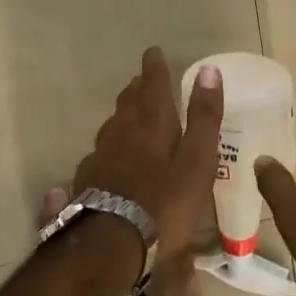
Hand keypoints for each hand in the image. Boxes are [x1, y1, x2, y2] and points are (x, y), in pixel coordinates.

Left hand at [72, 47, 222, 257]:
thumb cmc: (165, 203)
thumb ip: (203, 117)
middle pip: (128, 104)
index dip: (155, 68)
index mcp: (152, 125)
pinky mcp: (86, 183)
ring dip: (121, 115)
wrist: (111, 244)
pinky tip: (105, 157)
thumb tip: (209, 71)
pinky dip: (106, 148)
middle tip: (140, 79)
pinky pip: (97, 155)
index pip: (153, 86)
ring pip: (110, 127)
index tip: (153, 51)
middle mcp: (122, 133)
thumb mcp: (197, 160)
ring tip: (127, 113)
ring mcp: (100, 158)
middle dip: (136, 88)